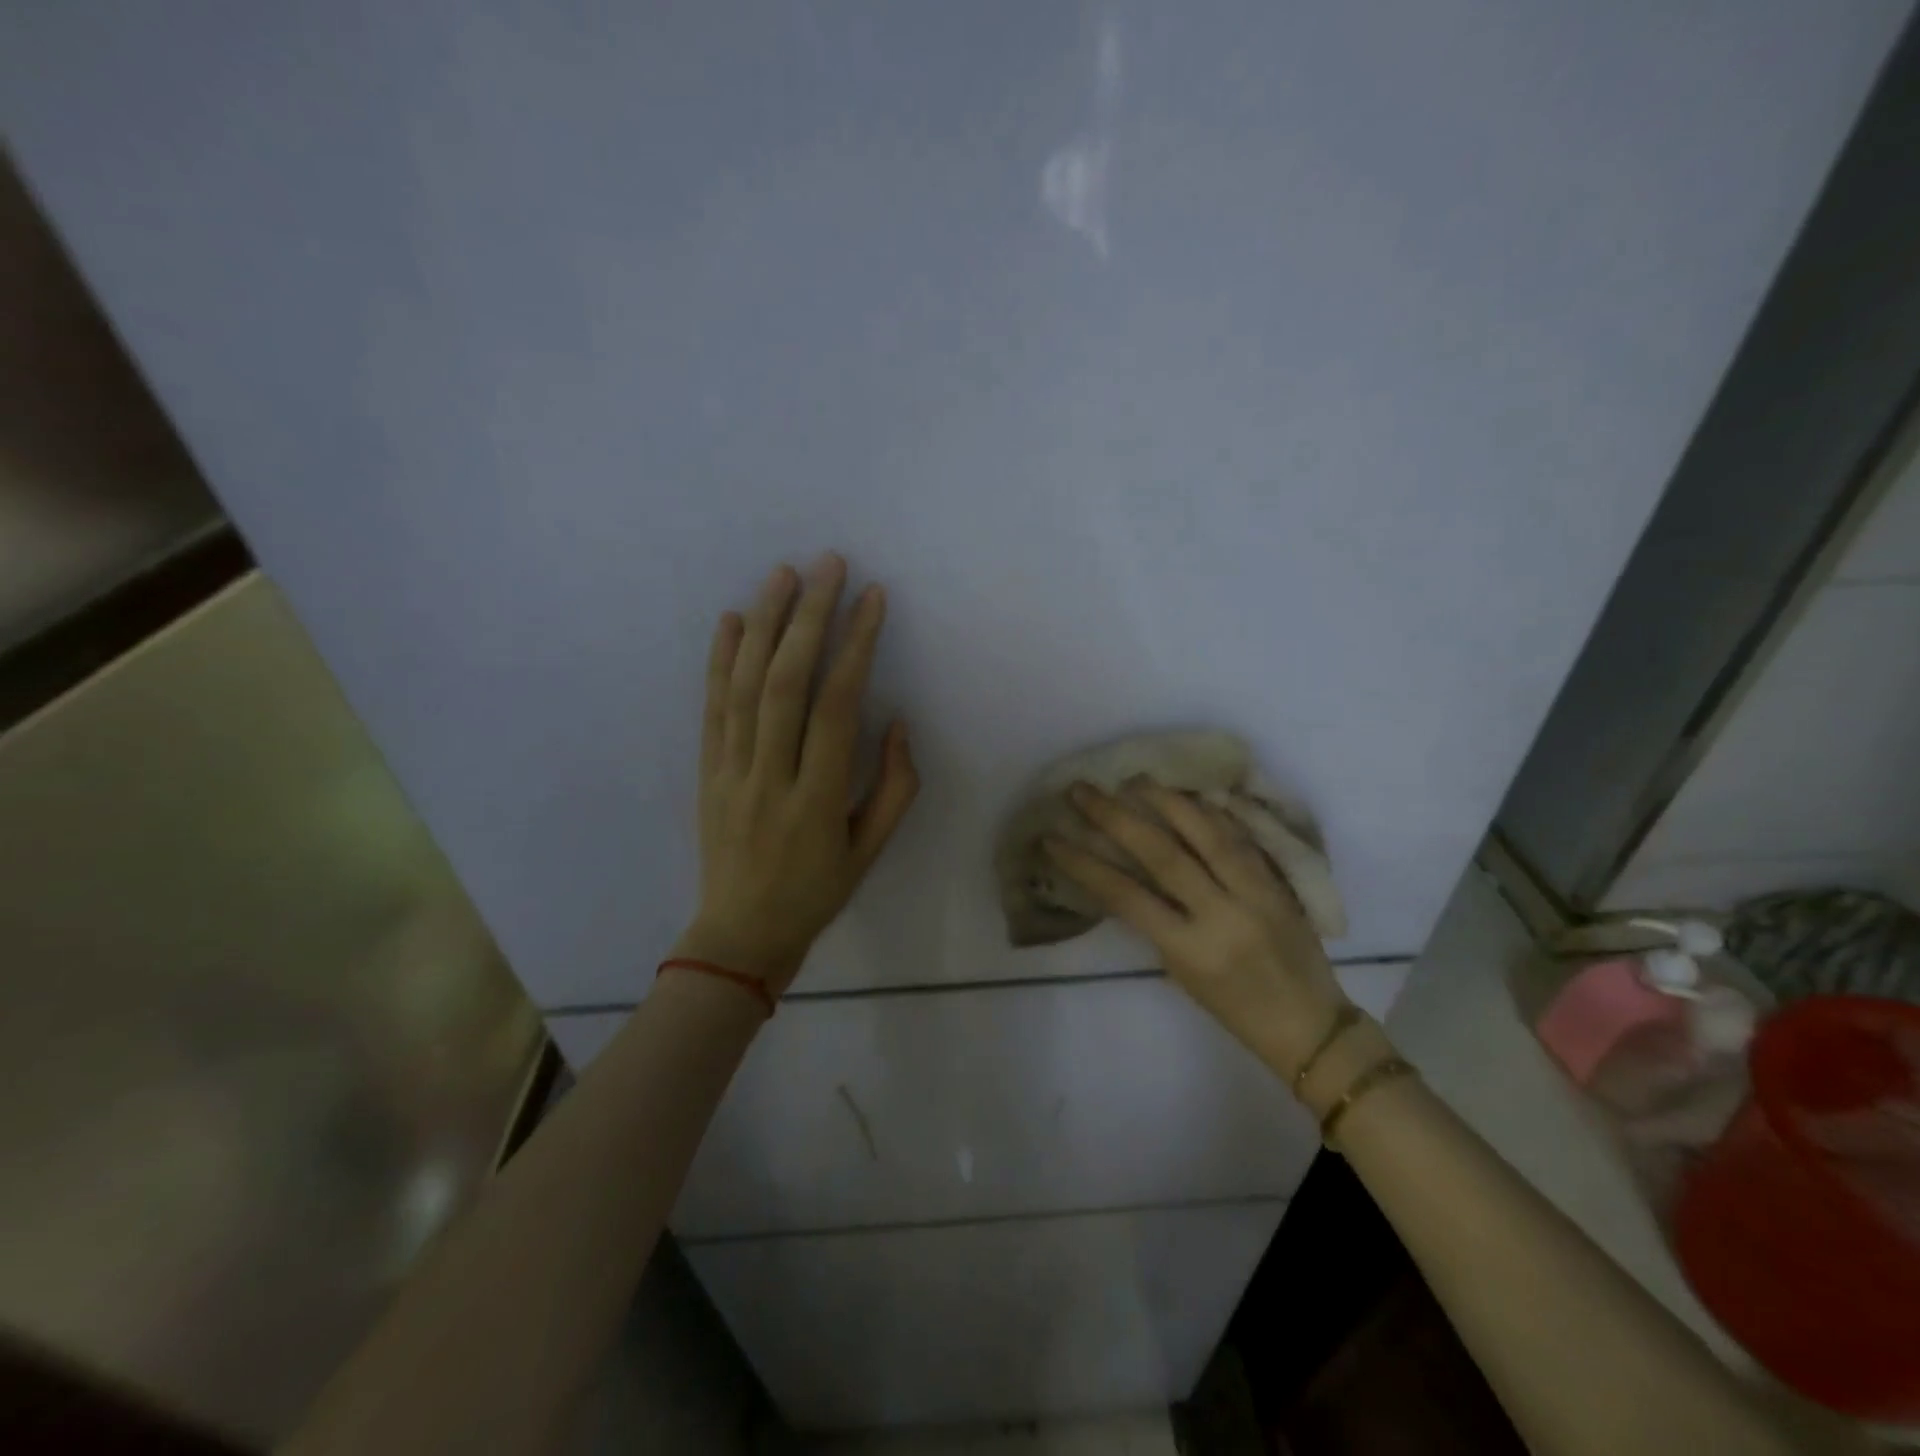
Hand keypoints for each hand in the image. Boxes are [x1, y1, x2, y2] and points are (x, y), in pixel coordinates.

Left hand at [672, 554, 917, 997]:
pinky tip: (730, 620)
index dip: (855, 647)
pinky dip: (719, 660)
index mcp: (817, 800)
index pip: (836, 707)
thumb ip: (894, 787)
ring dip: (763, 625)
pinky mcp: (706, 771)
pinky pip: (712, 708)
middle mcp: (770, 777)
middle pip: (785, 683)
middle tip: (827, 565)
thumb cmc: (817, 892)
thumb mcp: (872, 851)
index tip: (872, 599)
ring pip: (744, 686)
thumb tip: (895, 721)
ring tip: (782, 574)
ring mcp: (730, 772)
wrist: (740, 934)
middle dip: (808, 617)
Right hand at [1045, 780, 1347, 1077]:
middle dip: (1117, 817)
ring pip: (1207, 834)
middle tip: (1084, 791)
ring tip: (1136, 778)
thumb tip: (1125, 876)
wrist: (1311, 1025)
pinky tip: (1189, 794)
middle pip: (1162, 854)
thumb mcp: (1181, 972)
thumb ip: (1157, 923)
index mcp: (1190, 949)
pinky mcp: (1279, 882)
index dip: (1084, 864)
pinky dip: (1212, 812)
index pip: (1126, 896)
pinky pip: (1241, 837)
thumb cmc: (1234, 1010)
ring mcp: (1255, 894)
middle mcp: (1222, 915)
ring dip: (1167, 801)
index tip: (1053, 838)